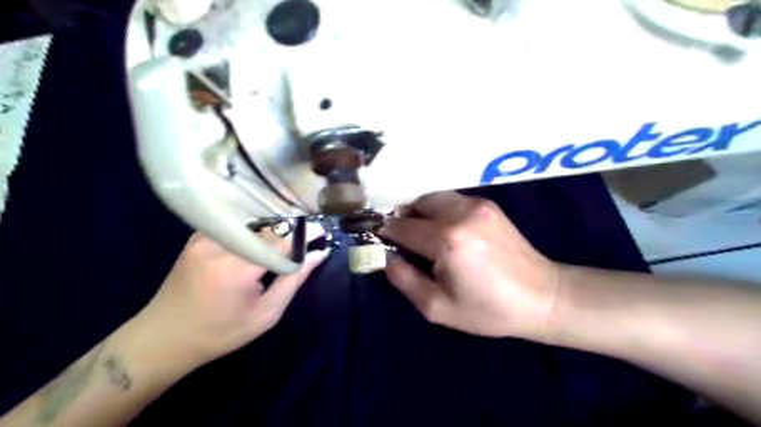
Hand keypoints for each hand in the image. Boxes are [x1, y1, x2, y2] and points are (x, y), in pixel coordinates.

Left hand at [129, 232, 329, 368]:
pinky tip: (261, 239)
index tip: (323, 231)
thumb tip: (319, 254)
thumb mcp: (265, 315)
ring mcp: (205, 238)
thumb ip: (294, 280)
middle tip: (308, 237)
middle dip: (291, 230)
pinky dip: (253, 230)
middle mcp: (219, 245)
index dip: (305, 234)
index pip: (281, 240)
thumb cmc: (220, 334)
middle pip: (267, 228)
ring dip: (273, 229)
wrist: (162, 339)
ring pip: (251, 224)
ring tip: (288, 238)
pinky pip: (235, 226)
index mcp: (237, 268)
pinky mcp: (197, 238)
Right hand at [379, 193, 556, 337]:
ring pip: (434, 197)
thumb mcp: (437, 307)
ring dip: (422, 212)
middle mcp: (459, 214)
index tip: (379, 240)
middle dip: (404, 219)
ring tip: (423, 233)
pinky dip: (440, 210)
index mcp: (446, 240)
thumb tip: (387, 258)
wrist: (542, 297)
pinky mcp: (488, 205)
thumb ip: (404, 279)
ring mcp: (477, 205)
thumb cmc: (488, 309)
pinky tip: (447, 230)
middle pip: (416, 204)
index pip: (402, 227)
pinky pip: (452, 200)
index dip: (386, 233)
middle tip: (403, 239)